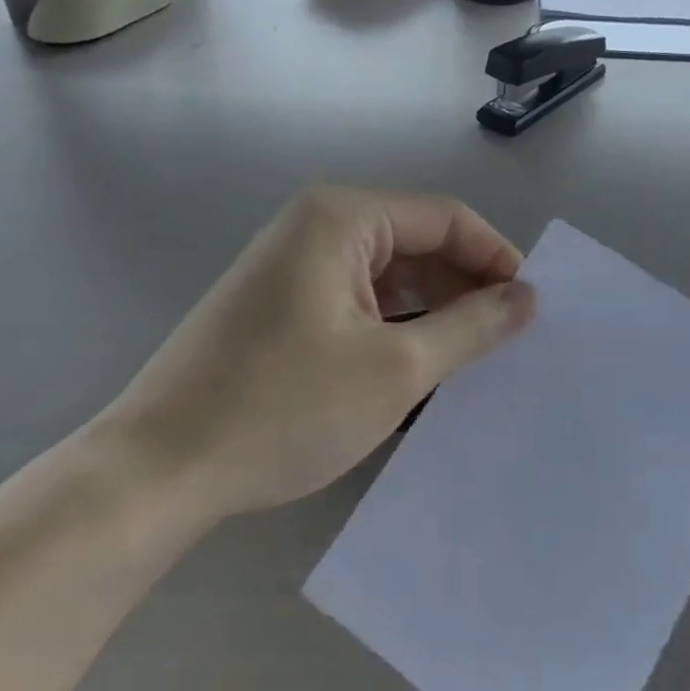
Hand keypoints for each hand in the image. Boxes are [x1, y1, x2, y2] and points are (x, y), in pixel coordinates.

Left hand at [93, 186, 533, 537]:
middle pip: (415, 242)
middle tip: (508, 339)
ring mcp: (290, 267)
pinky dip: (393, 326)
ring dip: (432, 310)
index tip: (532, 306)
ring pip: (387, 275)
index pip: (445, 218)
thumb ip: (471, 326)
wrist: (157, 472)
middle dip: (465, 286)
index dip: (495, 257)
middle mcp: (313, 227)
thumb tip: (527, 297)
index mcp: (341, 218)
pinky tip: (417, 367)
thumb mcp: (396, 368)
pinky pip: (356, 301)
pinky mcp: (278, 306)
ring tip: (472, 359)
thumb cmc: (283, 409)